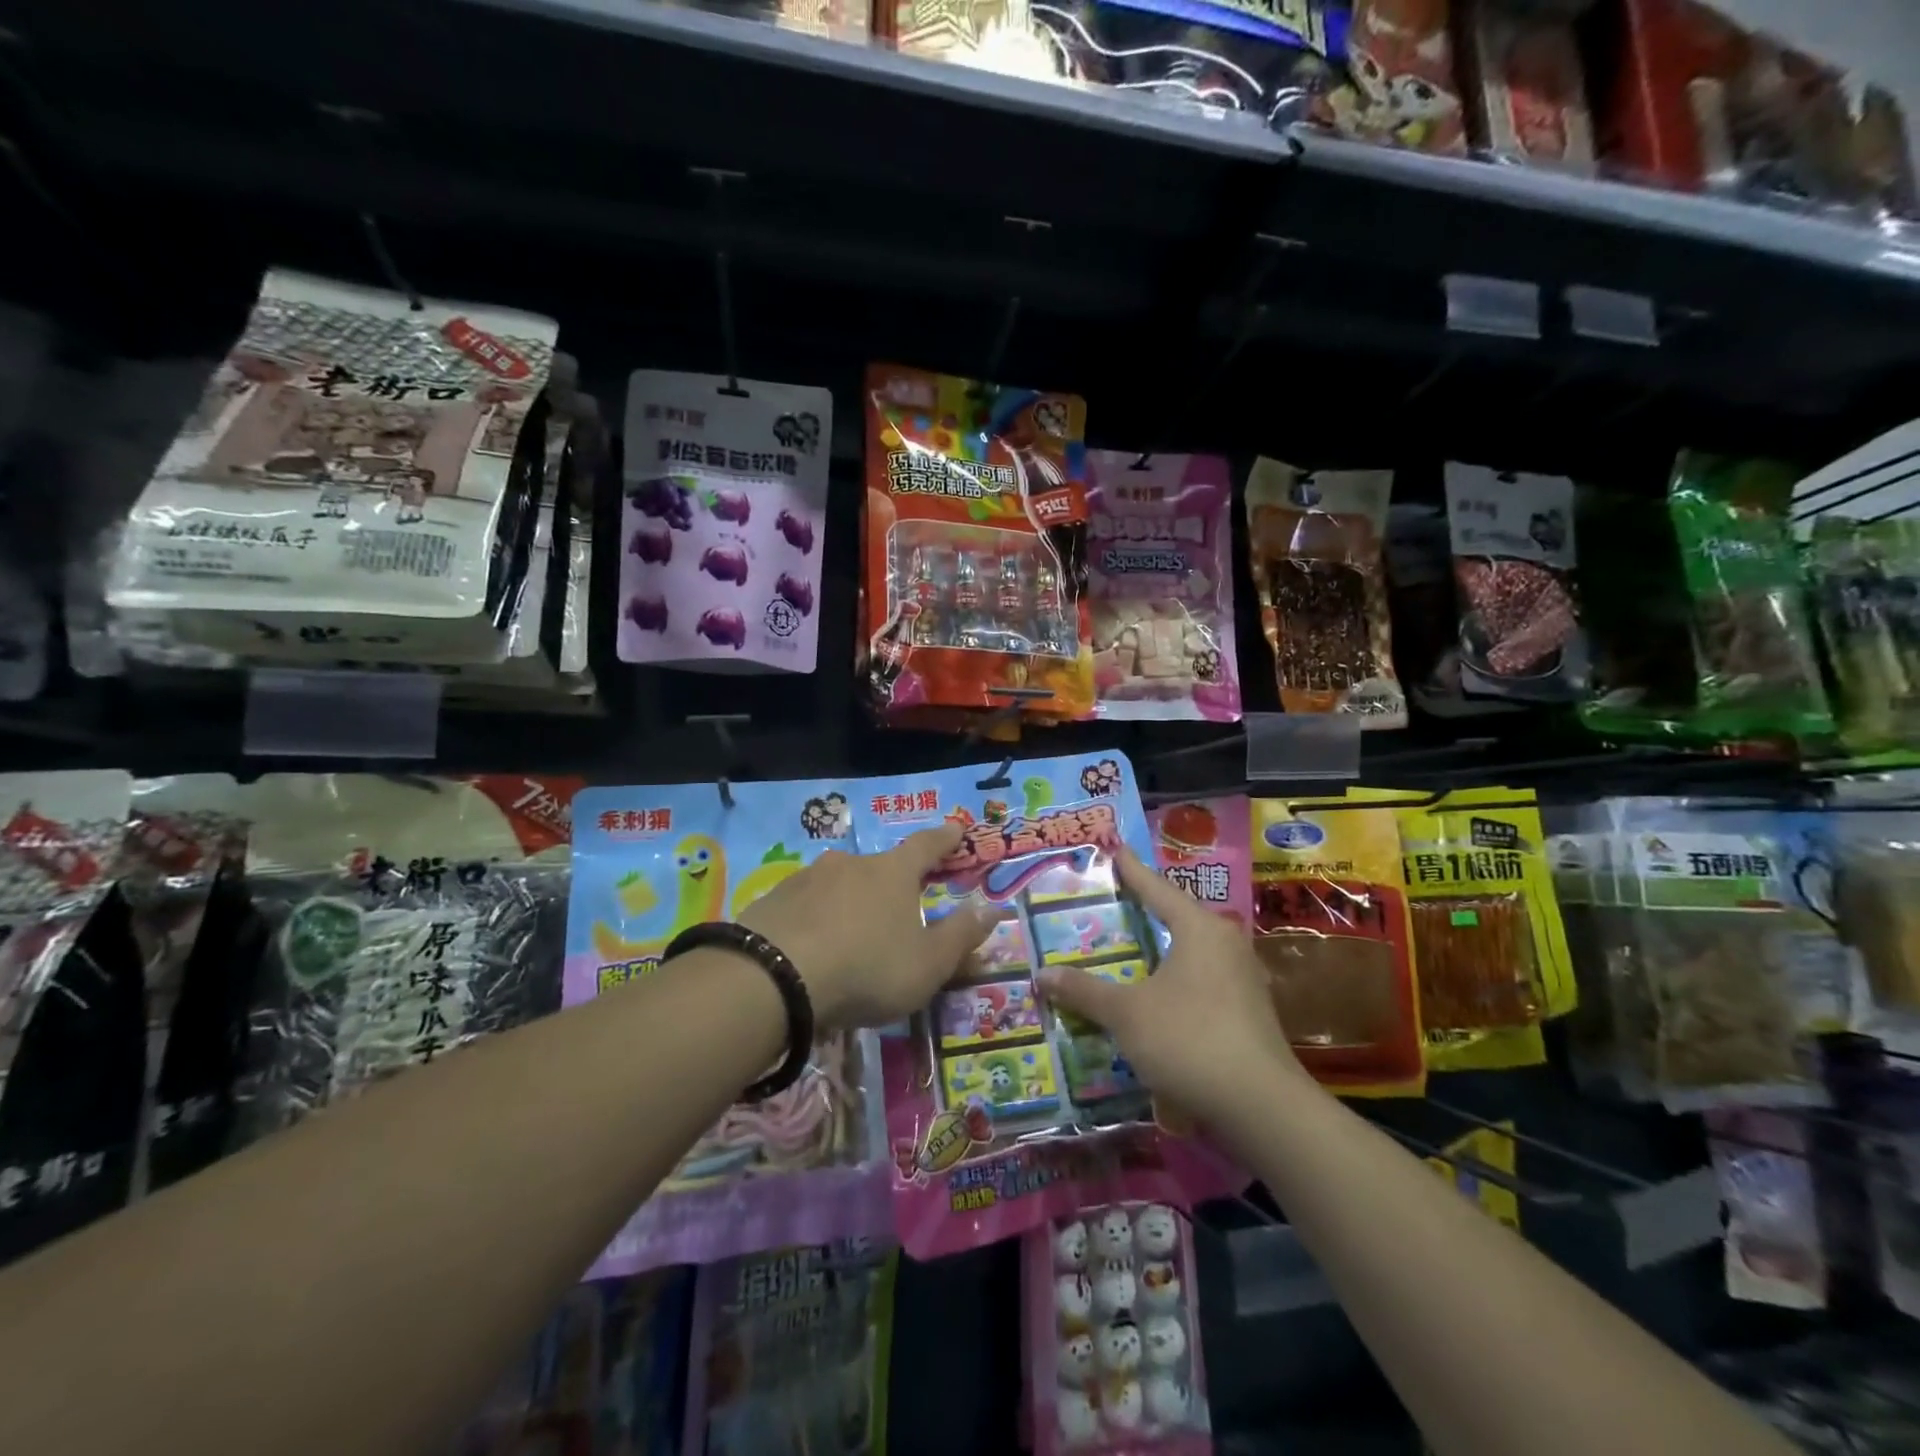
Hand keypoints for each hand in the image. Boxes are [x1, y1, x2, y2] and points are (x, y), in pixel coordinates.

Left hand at [738, 825, 995, 1032]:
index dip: (944, 838)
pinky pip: (805, 905)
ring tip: (850, 938)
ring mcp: (808, 877)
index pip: (927, 845)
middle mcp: (851, 863)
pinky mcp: (773, 899)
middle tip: (897, 911)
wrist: (774, 978)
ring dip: (850, 903)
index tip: (955, 829)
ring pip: (839, 885)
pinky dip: (815, 919)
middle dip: (892, 884)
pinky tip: (811, 948)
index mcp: (893, 873)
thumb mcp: (928, 964)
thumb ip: (962, 935)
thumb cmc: (867, 968)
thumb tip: (992, 907)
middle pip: (880, 867)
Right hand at [1037, 847, 1309, 1130]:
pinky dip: (1175, 980)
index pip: (1156, 889)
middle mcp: (1226, 944)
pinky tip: (1157, 995)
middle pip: (1177, 917)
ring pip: (1191, 952)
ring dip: (1160, 951)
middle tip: (1112, 902)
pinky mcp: (1249, 1011)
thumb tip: (1041, 975)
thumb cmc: (1189, 1040)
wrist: (1261, 1106)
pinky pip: (1202, 980)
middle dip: (1145, 912)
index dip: (1131, 871)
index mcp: (1199, 929)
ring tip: (1130, 949)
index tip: (1115, 850)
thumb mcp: (1126, 1014)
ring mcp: (1243, 978)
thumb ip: (1084, 991)